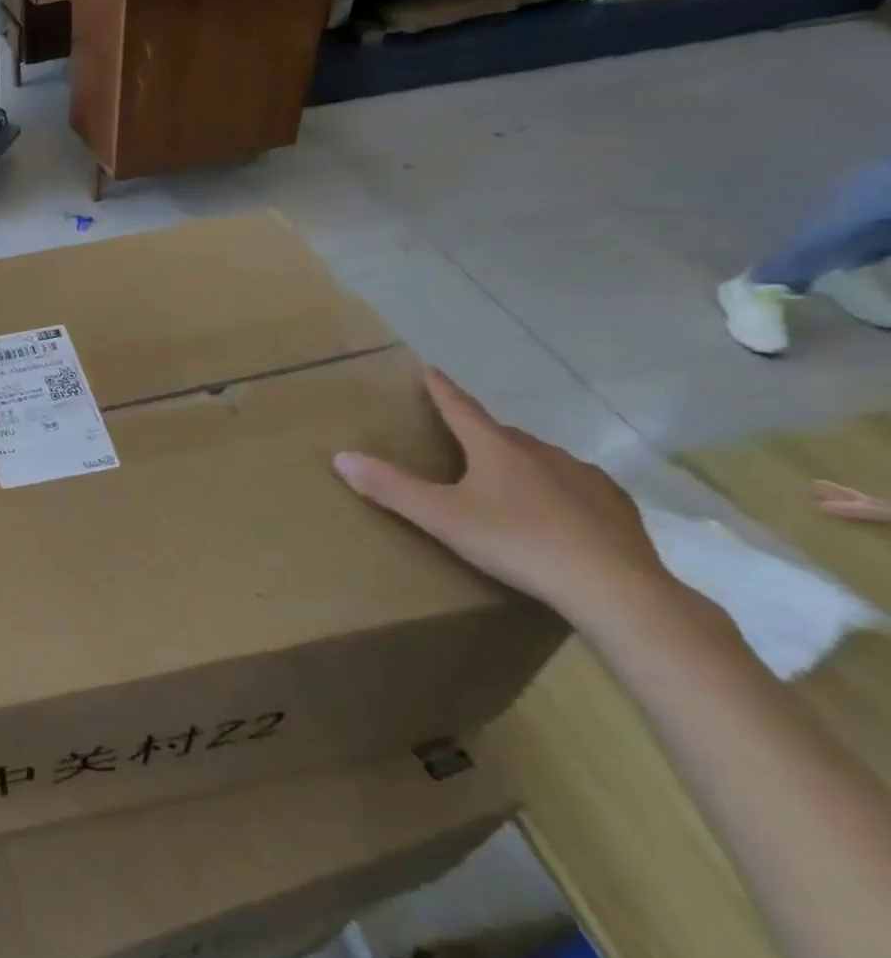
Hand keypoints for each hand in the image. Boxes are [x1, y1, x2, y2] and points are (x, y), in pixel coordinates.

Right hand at [332, 368, 671, 630]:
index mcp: (497, 448)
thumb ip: (391, 488)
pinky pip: (576, 487)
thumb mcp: (441, 517)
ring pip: (540, 460)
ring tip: (505, 486)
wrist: (614, 588)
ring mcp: (584, 477)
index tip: (429, 369)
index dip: (441, 390)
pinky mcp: (616, 507)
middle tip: (461, 445)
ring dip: (519, 464)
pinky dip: (558, 492)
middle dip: (480, 435)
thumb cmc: (517, 543)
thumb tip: (341, 456)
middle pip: (501, 434)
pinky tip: (556, 515)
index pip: (461, 408)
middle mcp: (541, 452)